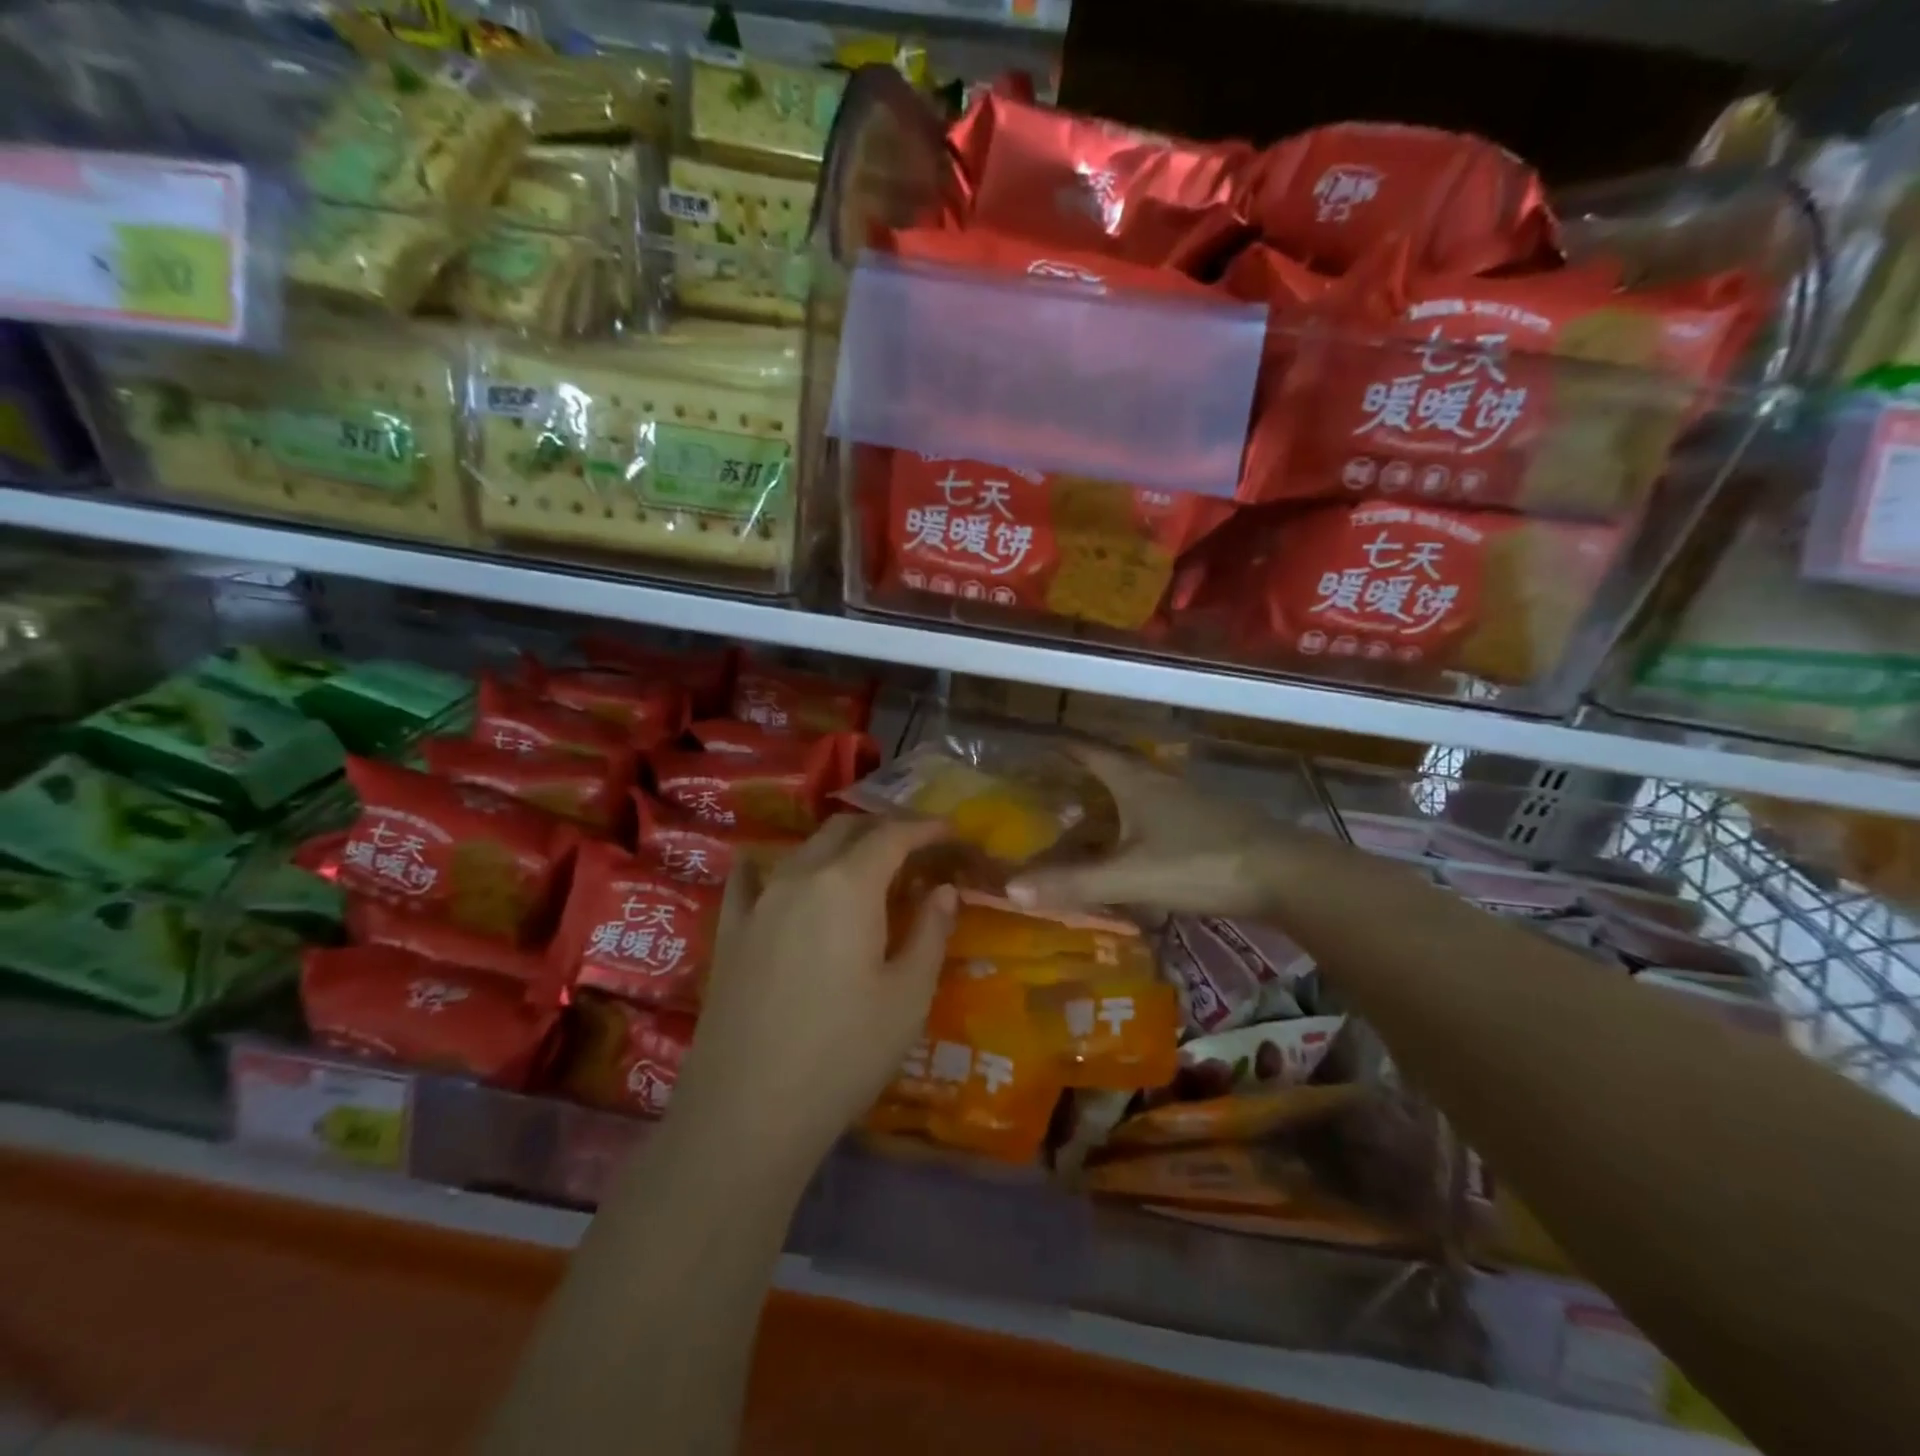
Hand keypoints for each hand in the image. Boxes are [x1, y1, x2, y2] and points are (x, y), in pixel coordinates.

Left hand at [671, 816, 957, 1172]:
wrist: (748, 1110)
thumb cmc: (844, 1052)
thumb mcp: (908, 996)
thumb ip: (931, 932)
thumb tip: (943, 890)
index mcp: (848, 885)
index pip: (892, 836)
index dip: (924, 828)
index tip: (949, 831)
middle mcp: (800, 877)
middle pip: (844, 831)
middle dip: (883, 829)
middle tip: (914, 849)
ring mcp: (758, 902)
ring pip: (803, 849)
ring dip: (839, 846)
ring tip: (864, 867)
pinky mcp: (729, 931)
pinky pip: (750, 879)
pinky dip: (775, 866)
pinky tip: (777, 875)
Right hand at [1007, 745, 1302, 917]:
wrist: (1286, 875)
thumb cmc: (1202, 864)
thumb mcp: (1131, 877)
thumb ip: (1074, 883)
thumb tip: (1010, 889)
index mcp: (1137, 784)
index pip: (1092, 752)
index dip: (1064, 746)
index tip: (1040, 743)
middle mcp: (1161, 784)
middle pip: (1115, 769)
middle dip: (1084, 774)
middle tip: (1054, 786)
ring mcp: (1189, 803)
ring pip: (1139, 794)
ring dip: (1111, 801)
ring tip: (1086, 818)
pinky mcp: (1209, 825)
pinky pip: (1158, 817)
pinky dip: (1135, 824)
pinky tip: (1133, 847)